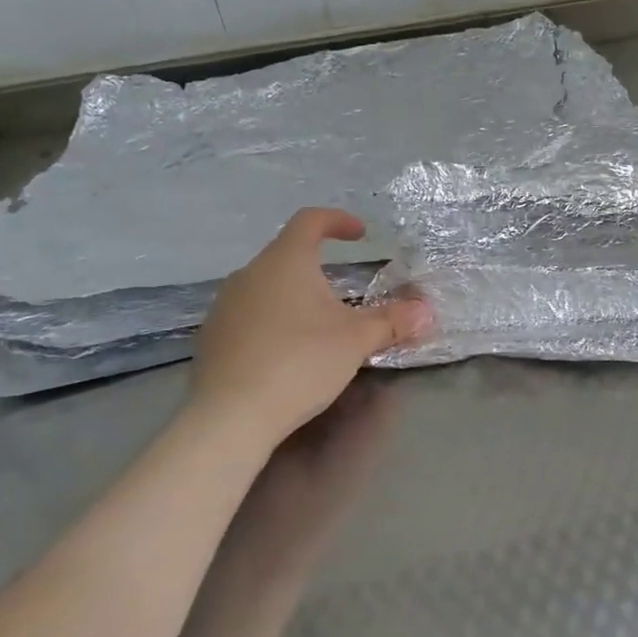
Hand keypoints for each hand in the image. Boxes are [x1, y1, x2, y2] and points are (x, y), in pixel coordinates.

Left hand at [190, 208, 429, 440]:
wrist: (230, 416)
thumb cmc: (299, 362)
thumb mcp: (356, 341)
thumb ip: (392, 321)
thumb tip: (425, 311)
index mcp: (285, 262)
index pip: (310, 220)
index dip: (338, 221)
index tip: (360, 235)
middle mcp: (249, 274)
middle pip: (288, 255)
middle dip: (319, 268)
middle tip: (346, 294)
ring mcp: (225, 305)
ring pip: (267, 286)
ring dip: (295, 296)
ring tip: (319, 325)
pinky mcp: (212, 336)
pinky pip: (250, 315)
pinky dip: (273, 321)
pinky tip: (288, 352)